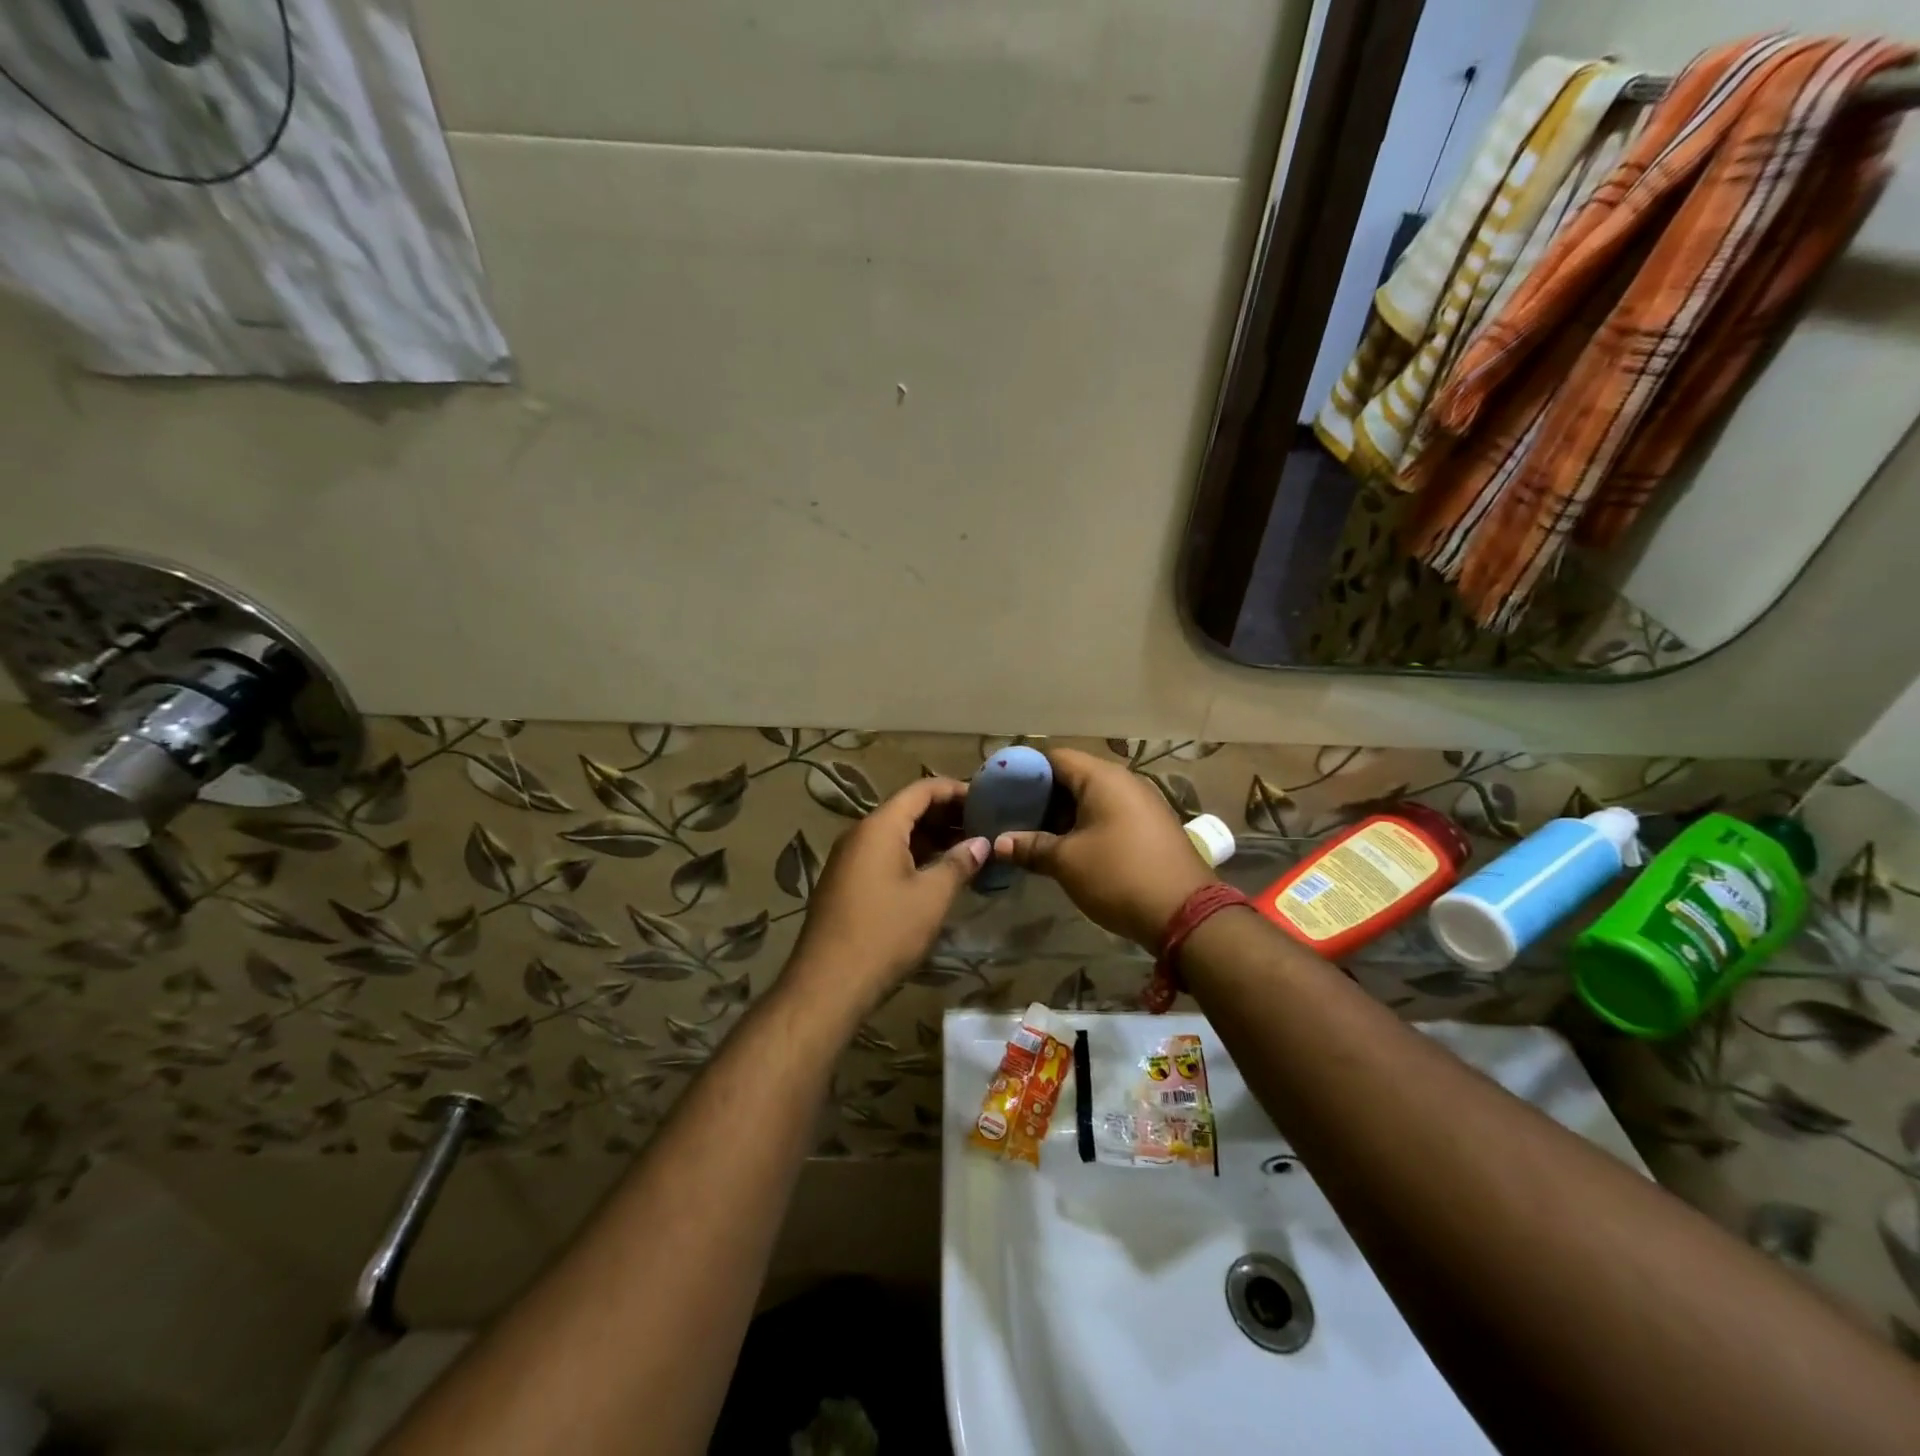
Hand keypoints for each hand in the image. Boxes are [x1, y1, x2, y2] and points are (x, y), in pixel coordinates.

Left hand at [781, 776, 987, 1026]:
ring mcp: (849, 859)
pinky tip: (938, 874)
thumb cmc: (885, 933)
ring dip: (932, 838)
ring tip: (969, 850)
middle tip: (984, 826)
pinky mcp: (846, 883)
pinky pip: (884, 855)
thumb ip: (958, 863)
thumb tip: (981, 843)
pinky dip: (913, 856)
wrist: (828, 984)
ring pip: (896, 835)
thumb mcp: (931, 897)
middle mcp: (860, 834)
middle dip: (947, 815)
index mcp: (879, 827)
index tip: (988, 799)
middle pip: (908, 810)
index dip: (956, 790)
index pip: (922, 790)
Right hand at [993, 748, 1216, 949]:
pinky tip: (1067, 849)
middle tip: (1013, 818)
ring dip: (1063, 816)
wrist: (1185, 914)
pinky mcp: (1151, 828)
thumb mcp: (1067, 862)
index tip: (1001, 792)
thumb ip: (1030, 847)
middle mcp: (1125, 782)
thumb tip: (998, 844)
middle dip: (1042, 797)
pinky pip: (1109, 815)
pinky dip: (1086, 826)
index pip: (1055, 758)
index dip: (1025, 772)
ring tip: (1033, 837)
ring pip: (1092, 799)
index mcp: (1103, 778)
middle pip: (1073, 777)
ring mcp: (1142, 804)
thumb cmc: (1119, 875)